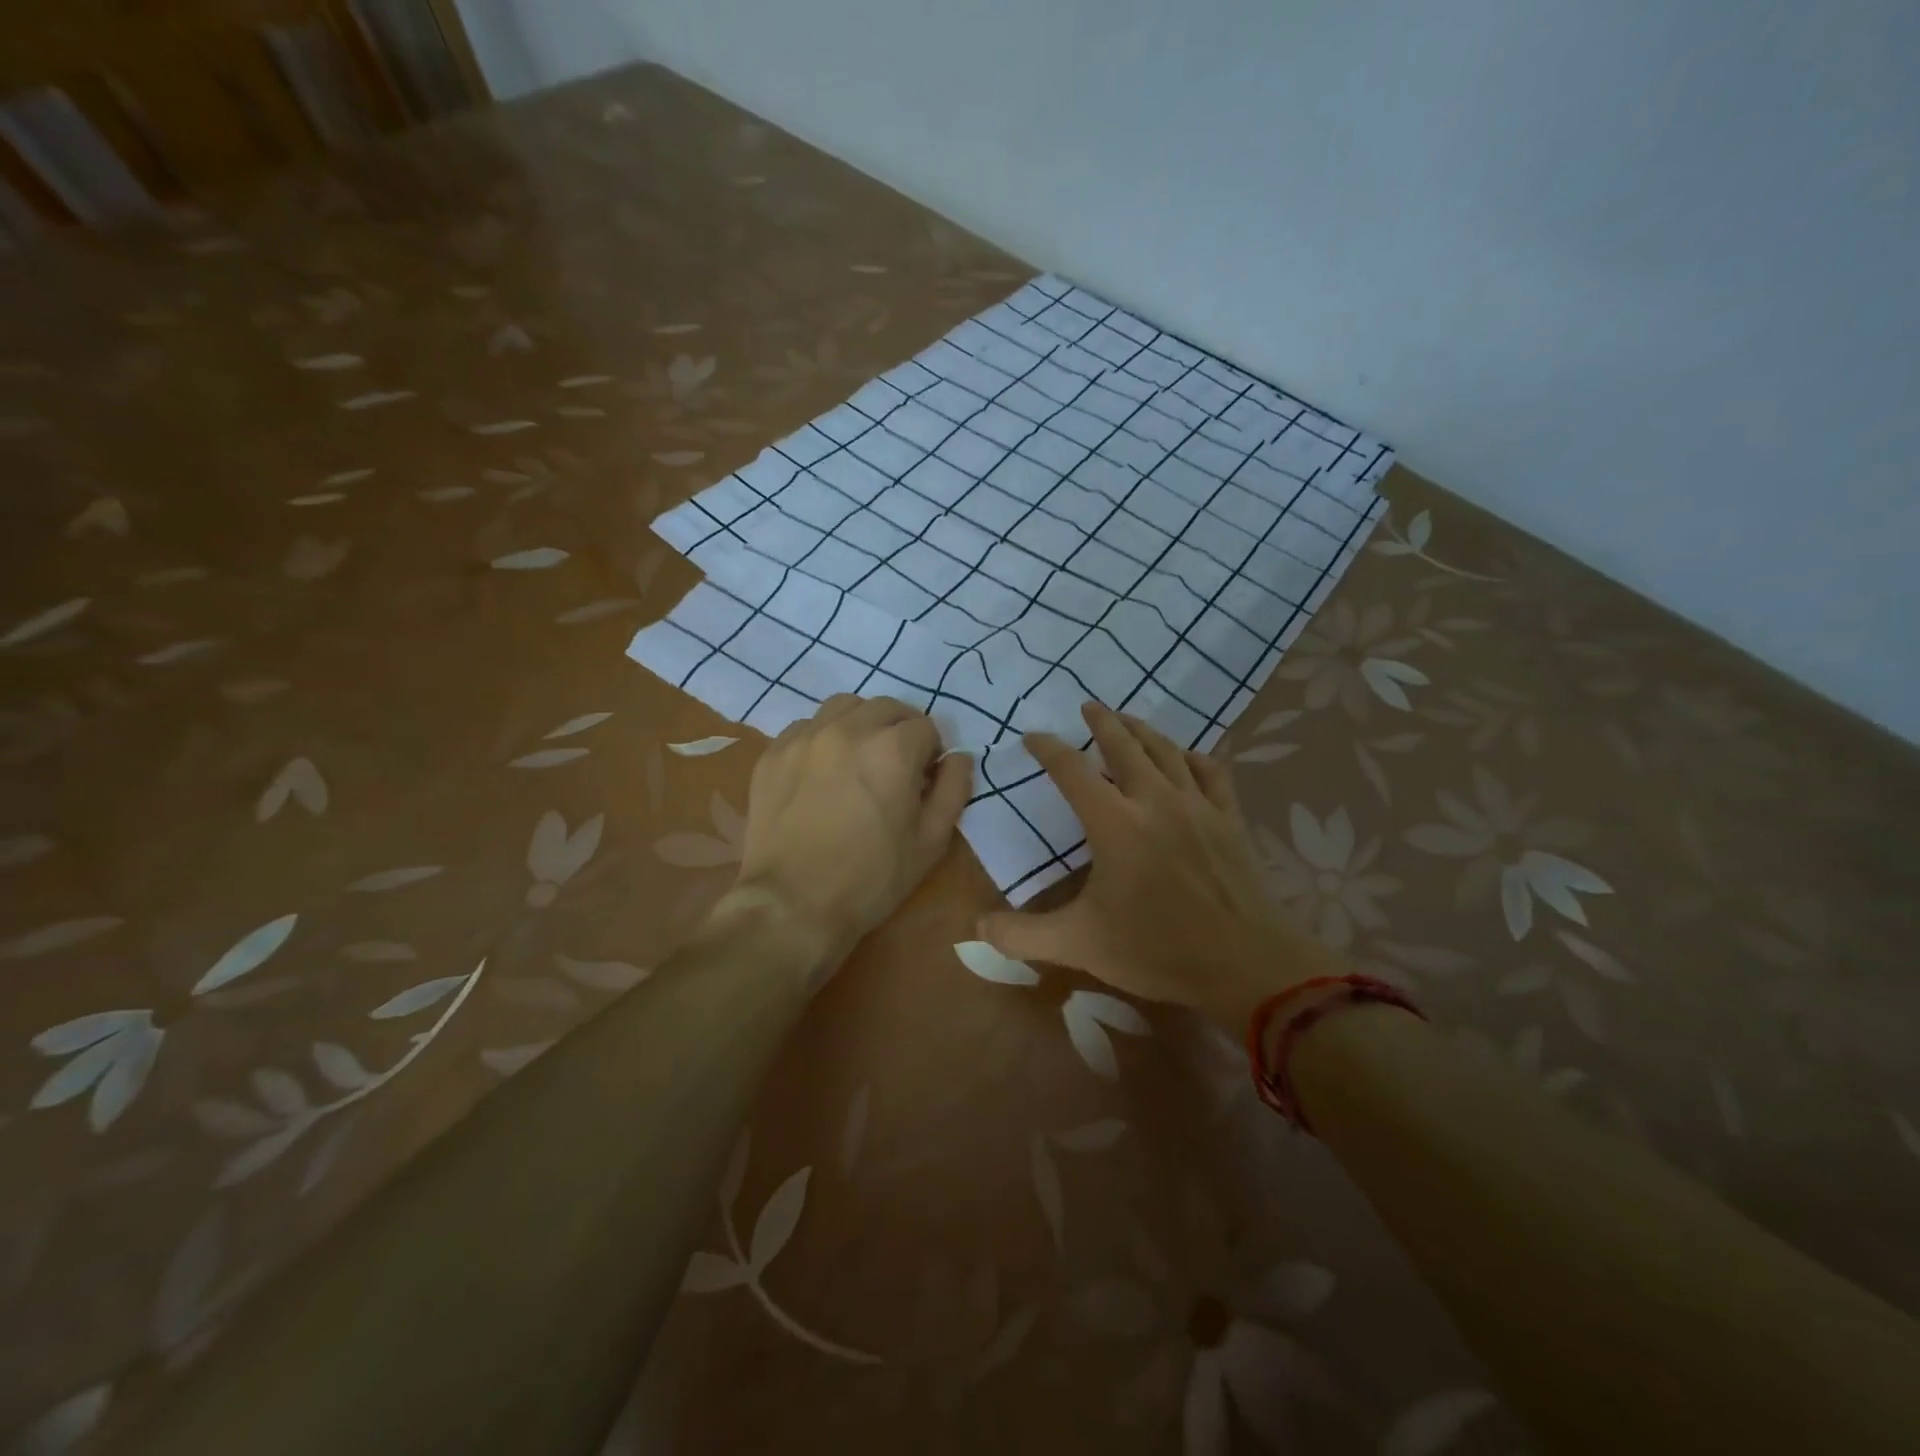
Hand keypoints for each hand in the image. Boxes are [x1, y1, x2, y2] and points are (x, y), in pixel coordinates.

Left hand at [734, 694, 973, 967]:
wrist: (793, 904)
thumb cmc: (872, 878)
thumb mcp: (930, 841)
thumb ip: (953, 790)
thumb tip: (959, 757)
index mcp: (893, 748)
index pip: (925, 726)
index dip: (931, 752)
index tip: (924, 778)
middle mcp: (849, 729)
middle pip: (886, 708)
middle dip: (900, 729)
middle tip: (896, 765)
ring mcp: (805, 738)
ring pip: (843, 707)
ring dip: (861, 724)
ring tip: (859, 758)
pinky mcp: (774, 754)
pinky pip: (806, 727)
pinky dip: (823, 737)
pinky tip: (822, 771)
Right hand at [979, 703, 1330, 1029]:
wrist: (1244, 965)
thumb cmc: (1156, 951)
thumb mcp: (1079, 945)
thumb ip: (1022, 935)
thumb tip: (976, 925)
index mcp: (1115, 823)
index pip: (1072, 771)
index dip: (1048, 749)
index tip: (1033, 737)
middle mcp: (1155, 800)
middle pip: (1124, 745)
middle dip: (1102, 722)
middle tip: (1089, 706)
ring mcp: (1197, 805)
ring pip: (1167, 751)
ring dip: (1143, 730)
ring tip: (1128, 719)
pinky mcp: (1229, 818)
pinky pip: (1211, 771)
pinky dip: (1193, 756)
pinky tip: (1185, 757)